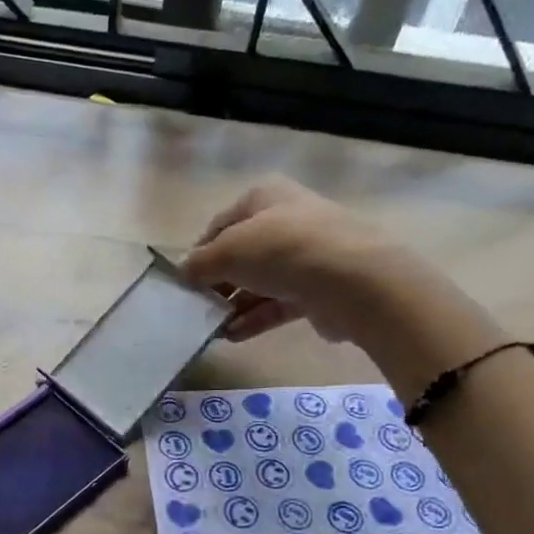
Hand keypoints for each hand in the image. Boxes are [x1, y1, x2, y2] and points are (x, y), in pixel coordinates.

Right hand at [182, 178, 410, 342]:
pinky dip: (255, 318)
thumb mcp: (227, 251)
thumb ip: (199, 263)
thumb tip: (183, 272)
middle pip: (242, 254)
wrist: (351, 280)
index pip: (221, 224)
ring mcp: (307, 256)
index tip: (183, 280)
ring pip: (261, 281)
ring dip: (235, 305)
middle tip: (197, 307)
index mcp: (265, 197)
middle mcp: (287, 220)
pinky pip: (278, 304)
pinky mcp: (319, 289)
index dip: (199, 251)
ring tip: (211, 328)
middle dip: (218, 282)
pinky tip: (232, 336)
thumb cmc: (281, 250)